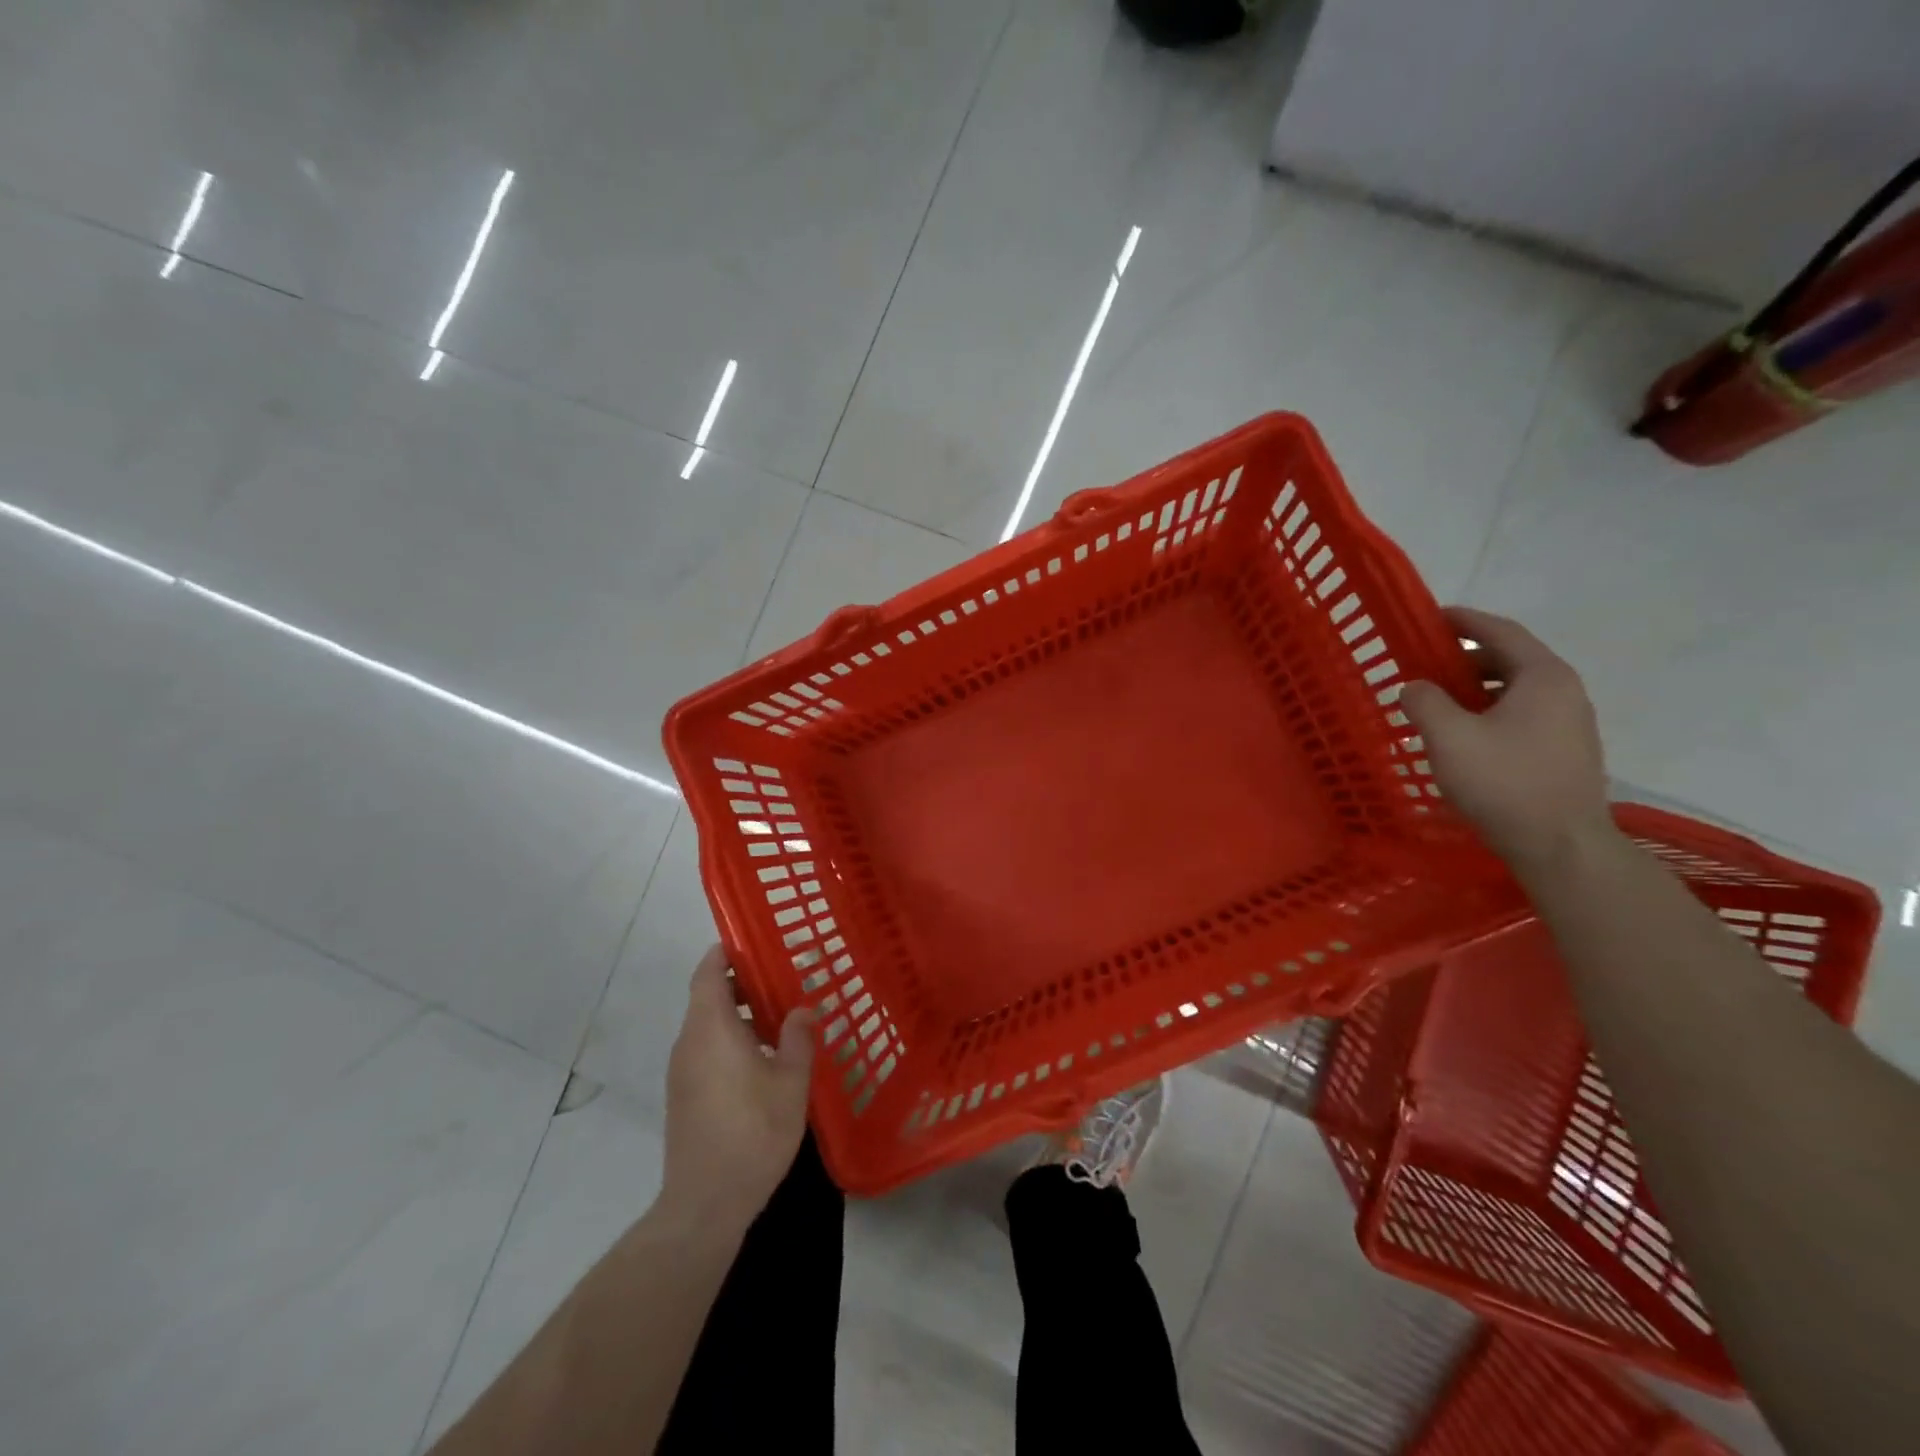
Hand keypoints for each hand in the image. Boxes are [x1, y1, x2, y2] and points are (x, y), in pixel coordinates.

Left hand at [661, 946, 815, 1229]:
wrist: (705, 1203)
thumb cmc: (752, 1132)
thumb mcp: (790, 1082)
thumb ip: (797, 1038)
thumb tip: (802, 1009)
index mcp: (710, 1028)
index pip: (708, 972)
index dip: (725, 952)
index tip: (753, 941)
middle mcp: (689, 1042)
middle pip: (708, 997)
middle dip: (741, 983)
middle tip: (782, 979)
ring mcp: (682, 1071)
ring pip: (707, 1026)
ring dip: (738, 1015)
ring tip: (780, 1019)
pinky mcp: (684, 1096)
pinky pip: (706, 1050)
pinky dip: (730, 1040)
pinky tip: (763, 1060)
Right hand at [1400, 606, 1614, 869]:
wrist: (1560, 845)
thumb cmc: (1504, 782)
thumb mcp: (1448, 737)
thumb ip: (1424, 702)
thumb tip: (1415, 687)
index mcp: (1543, 677)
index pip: (1501, 632)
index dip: (1464, 621)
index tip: (1431, 617)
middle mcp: (1565, 692)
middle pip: (1511, 659)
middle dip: (1465, 657)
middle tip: (1425, 664)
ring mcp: (1570, 724)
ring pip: (1516, 690)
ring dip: (1476, 687)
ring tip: (1438, 702)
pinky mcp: (1565, 752)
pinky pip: (1522, 715)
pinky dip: (1490, 710)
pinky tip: (1464, 734)